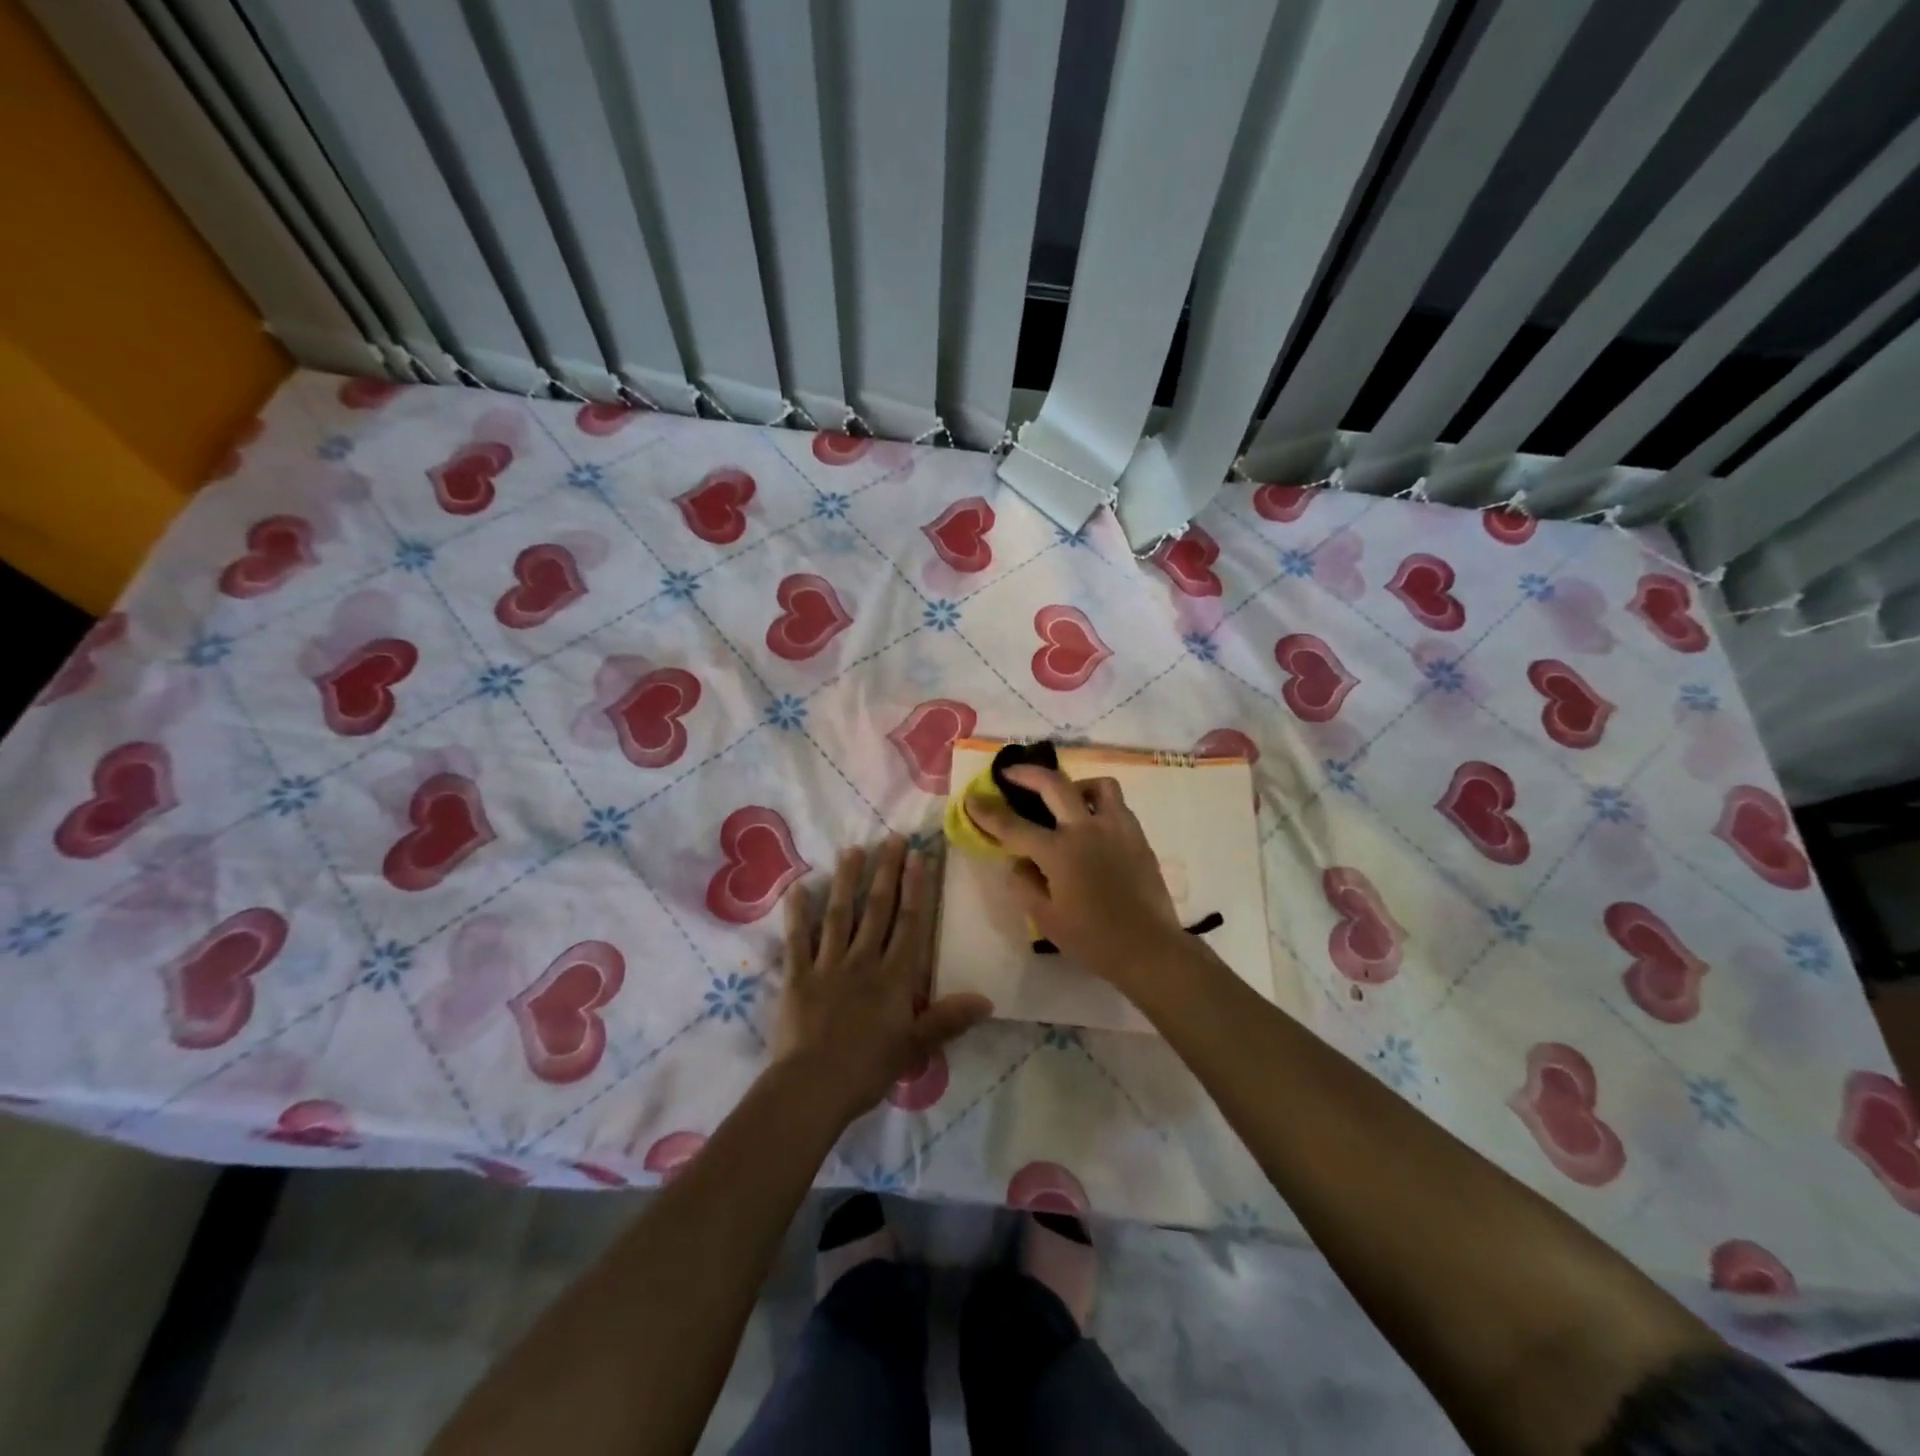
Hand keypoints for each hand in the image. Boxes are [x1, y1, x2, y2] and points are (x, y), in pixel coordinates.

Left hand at [772, 836, 992, 1125]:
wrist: (812, 1088)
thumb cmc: (867, 1069)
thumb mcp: (914, 1047)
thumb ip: (947, 1020)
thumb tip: (987, 1000)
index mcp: (894, 978)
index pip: (909, 924)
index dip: (916, 889)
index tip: (919, 856)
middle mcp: (863, 961)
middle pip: (877, 910)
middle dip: (886, 872)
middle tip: (892, 838)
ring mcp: (828, 965)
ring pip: (839, 915)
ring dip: (847, 882)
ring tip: (852, 850)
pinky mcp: (797, 976)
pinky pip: (797, 940)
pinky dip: (797, 914)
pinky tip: (797, 888)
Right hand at [964, 767, 1190, 983]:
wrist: (1148, 948)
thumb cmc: (1093, 939)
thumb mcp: (1046, 919)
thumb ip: (1025, 884)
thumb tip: (1018, 862)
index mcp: (1059, 852)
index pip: (1014, 826)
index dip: (988, 812)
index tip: (972, 798)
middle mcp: (1086, 830)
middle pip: (1054, 784)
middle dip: (1027, 774)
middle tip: (1011, 773)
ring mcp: (1117, 828)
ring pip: (1097, 785)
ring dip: (1075, 785)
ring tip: (1066, 800)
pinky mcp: (1138, 836)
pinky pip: (1117, 805)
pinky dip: (1100, 805)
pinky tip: (1093, 825)